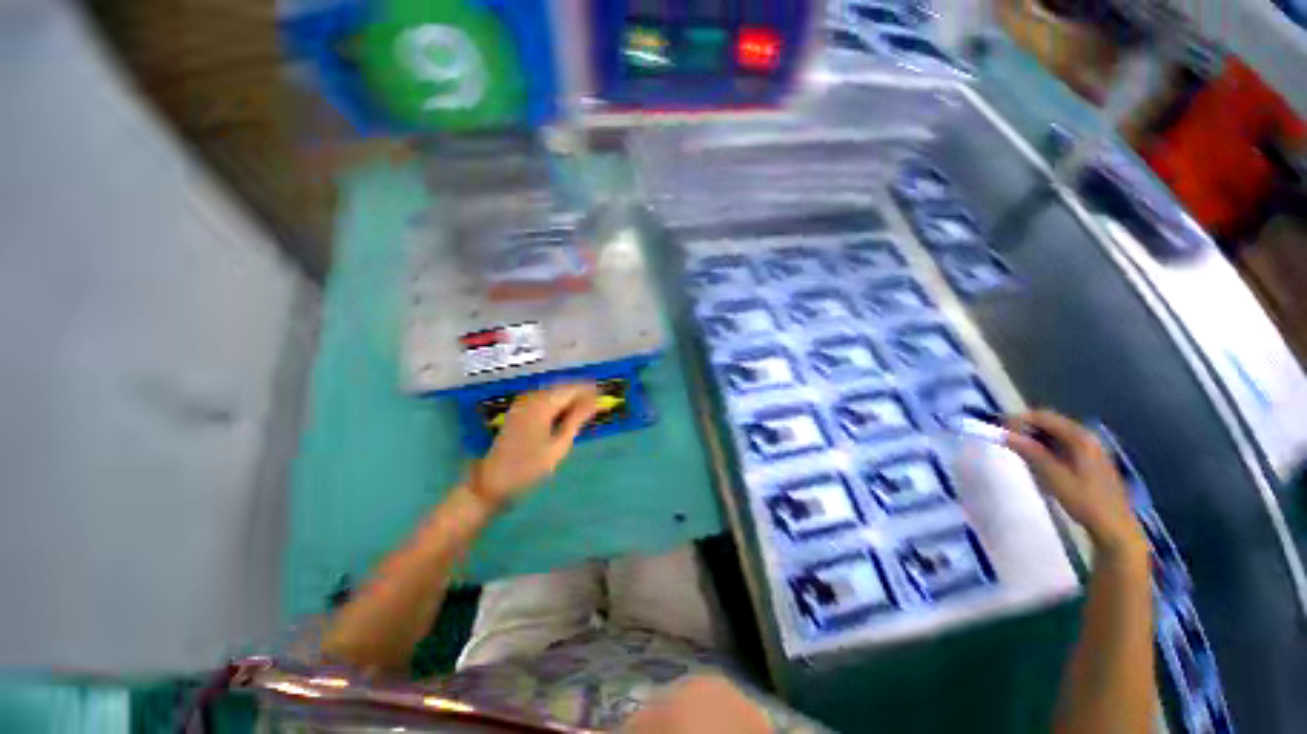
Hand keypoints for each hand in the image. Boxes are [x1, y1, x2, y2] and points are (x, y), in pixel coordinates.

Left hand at [472, 383, 599, 510]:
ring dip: (570, 396)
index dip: (589, 389)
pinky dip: (558, 402)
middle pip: (562, 387)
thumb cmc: (529, 467)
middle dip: (581, 392)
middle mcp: (531, 398)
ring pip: (553, 391)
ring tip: (586, 407)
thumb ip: (577, 420)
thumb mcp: (558, 445)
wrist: (493, 481)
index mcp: (542, 405)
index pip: (571, 389)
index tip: (605, 394)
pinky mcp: (519, 410)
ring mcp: (523, 403)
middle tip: (598, 402)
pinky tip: (566, 412)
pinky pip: (544, 398)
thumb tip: (595, 402)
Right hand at [1005, 410, 1146, 561]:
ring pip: (1055, 433)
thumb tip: (1004, 434)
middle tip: (1006, 441)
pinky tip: (1038, 460)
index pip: (1043, 416)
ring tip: (1019, 451)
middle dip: (1026, 428)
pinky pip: (1062, 443)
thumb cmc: (1085, 500)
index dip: (1019, 420)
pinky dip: (1046, 446)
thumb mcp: (1054, 476)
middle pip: (1050, 422)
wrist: (1114, 526)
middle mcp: (1086, 436)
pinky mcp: (1090, 459)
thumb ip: (1030, 452)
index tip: (1000, 431)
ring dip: (1035, 438)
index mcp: (1080, 437)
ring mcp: (1091, 448)